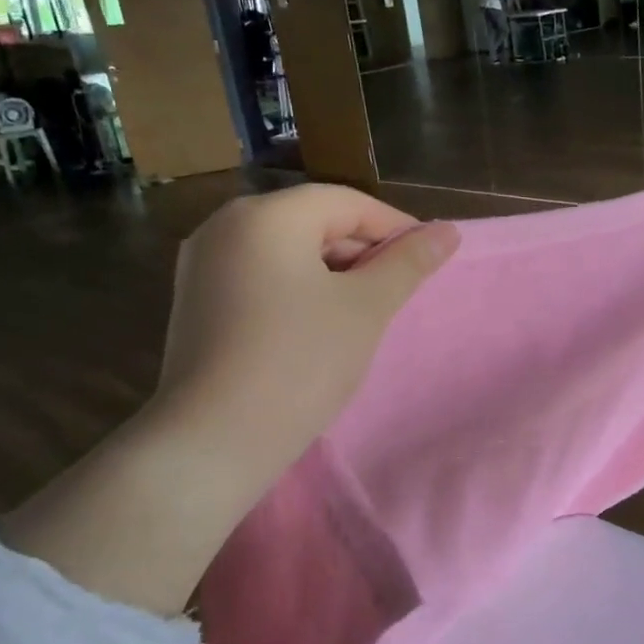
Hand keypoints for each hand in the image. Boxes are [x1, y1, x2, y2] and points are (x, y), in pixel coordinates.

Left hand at [154, 184, 459, 472]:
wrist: (213, 441)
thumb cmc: (299, 363)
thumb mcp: (365, 308)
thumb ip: (408, 263)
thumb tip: (448, 231)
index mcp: (266, 216)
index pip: (346, 202)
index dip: (394, 227)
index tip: (428, 260)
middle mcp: (226, 225)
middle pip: (312, 221)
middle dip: (362, 251)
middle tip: (398, 291)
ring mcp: (203, 263)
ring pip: (287, 250)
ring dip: (333, 272)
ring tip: (364, 311)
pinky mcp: (195, 299)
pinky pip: (260, 275)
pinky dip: (297, 288)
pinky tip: (318, 325)